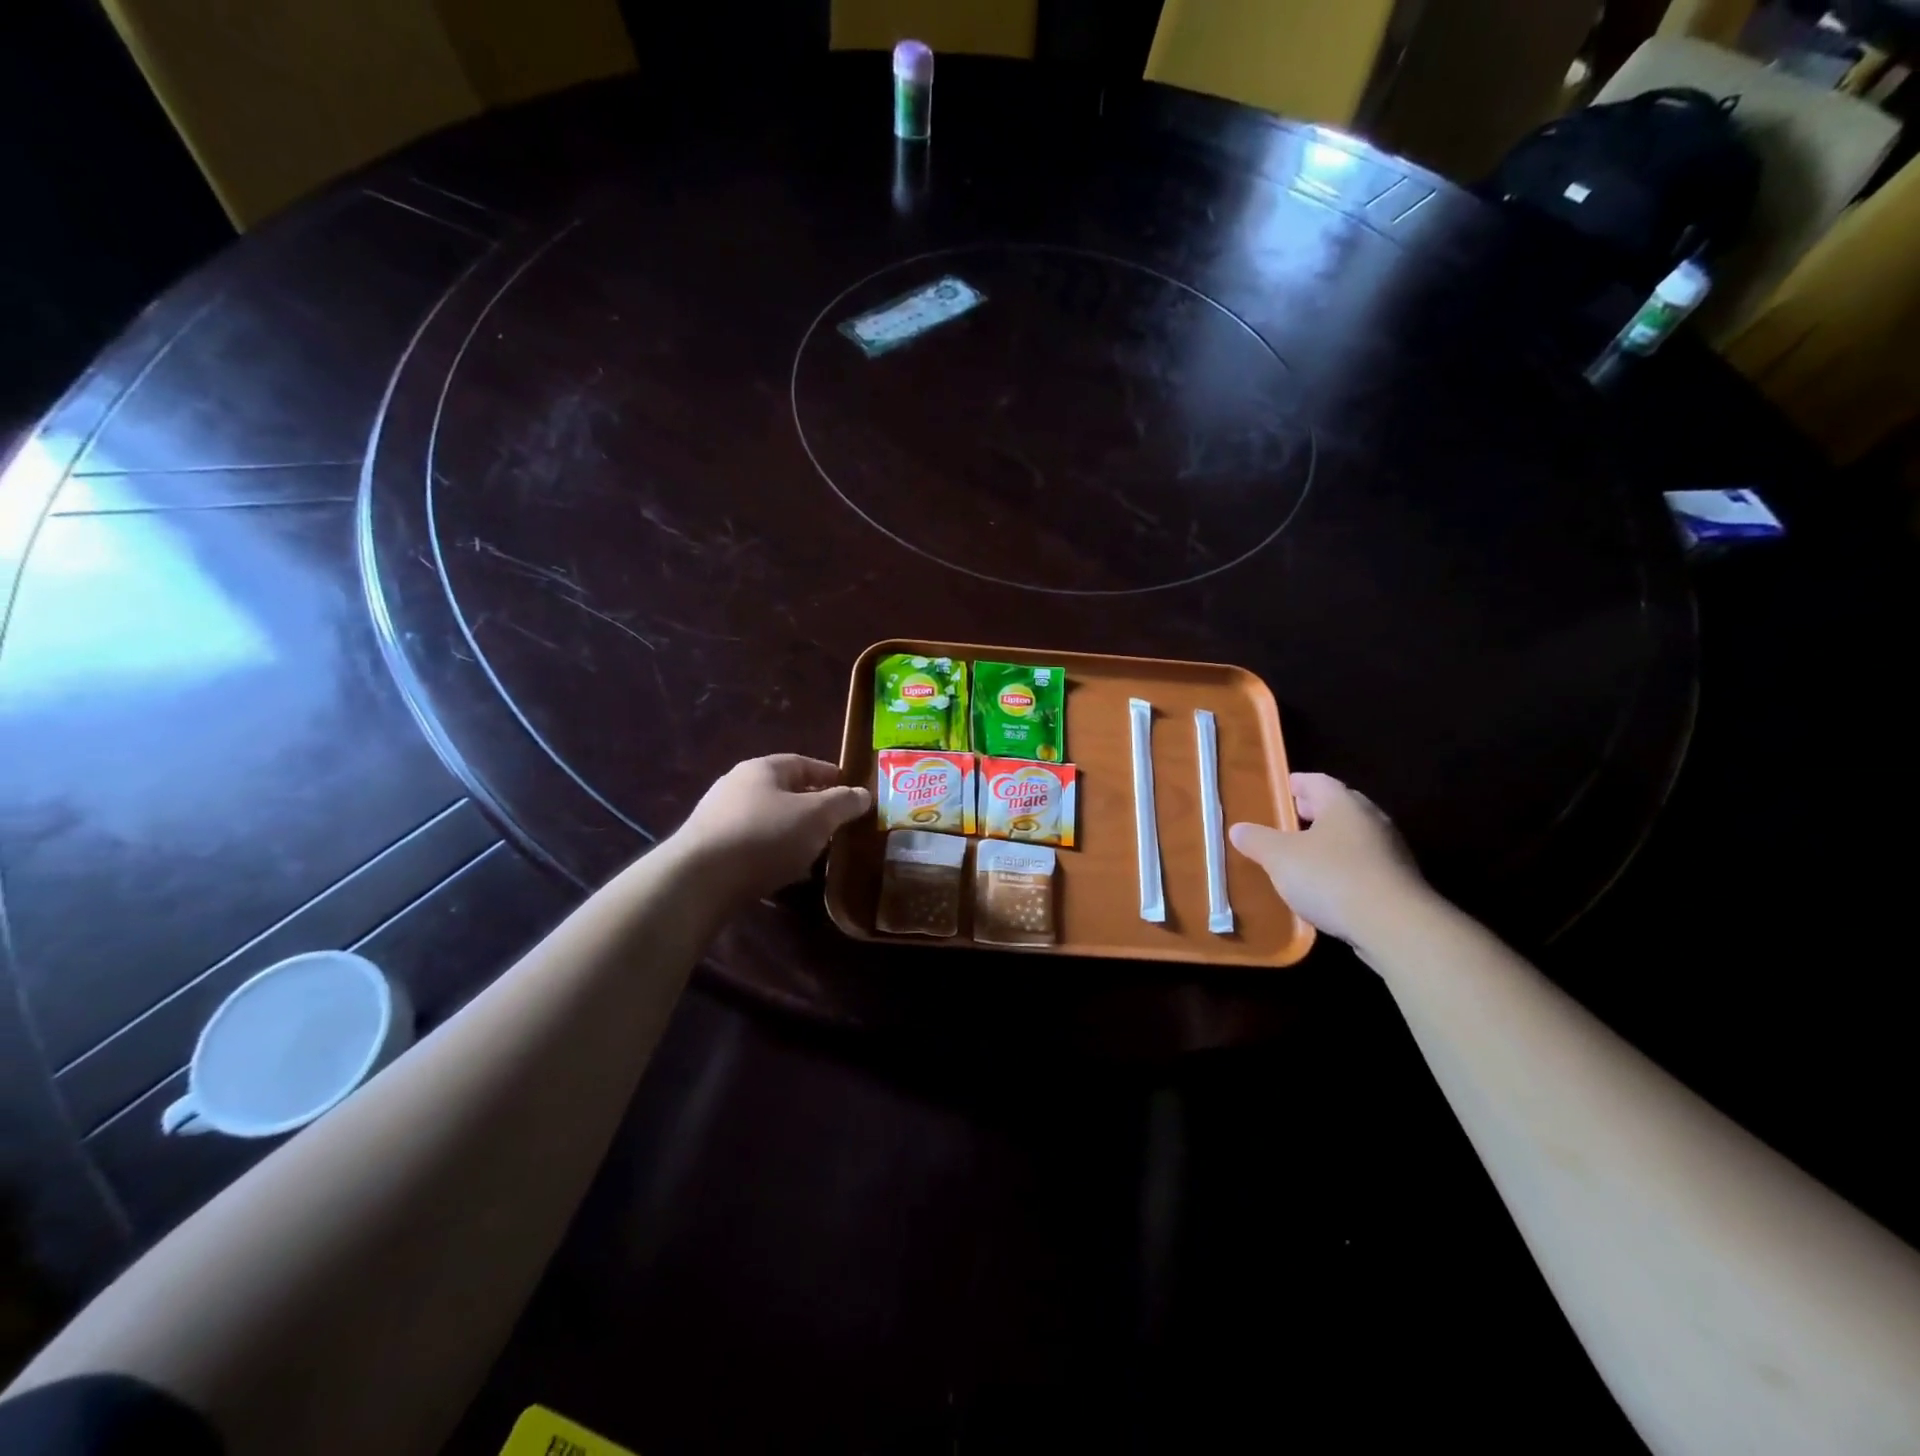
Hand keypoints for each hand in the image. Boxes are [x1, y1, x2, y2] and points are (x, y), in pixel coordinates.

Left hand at [672, 754, 871, 904]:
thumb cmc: (765, 836)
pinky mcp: (709, 849)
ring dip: (791, 831)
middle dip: (811, 806)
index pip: (802, 763)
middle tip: (836, 823)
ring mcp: (718, 817)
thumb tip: (863, 793)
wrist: (699, 880)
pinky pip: (751, 844)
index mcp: (762, 769)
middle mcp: (736, 786)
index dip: (829, 775)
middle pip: (783, 791)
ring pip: (767, 819)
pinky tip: (785, 872)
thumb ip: (843, 803)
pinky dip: (772, 852)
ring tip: (815, 850)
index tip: (850, 790)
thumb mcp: (817, 816)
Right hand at [1229, 773, 1430, 948]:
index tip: (1284, 788)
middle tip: (1291, 818)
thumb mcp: (1280, 858)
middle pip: (1340, 806)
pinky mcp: (1399, 882)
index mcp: (1343, 804)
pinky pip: (1364, 864)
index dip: (1298, 783)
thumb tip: (1238, 829)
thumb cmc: (1331, 877)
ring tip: (1305, 854)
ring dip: (1331, 840)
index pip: (1318, 781)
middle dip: (1316, 810)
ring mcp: (1390, 851)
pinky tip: (1328, 885)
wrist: (1394, 926)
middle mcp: (1371, 820)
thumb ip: (1257, 840)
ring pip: (1354, 836)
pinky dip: (1344, 866)